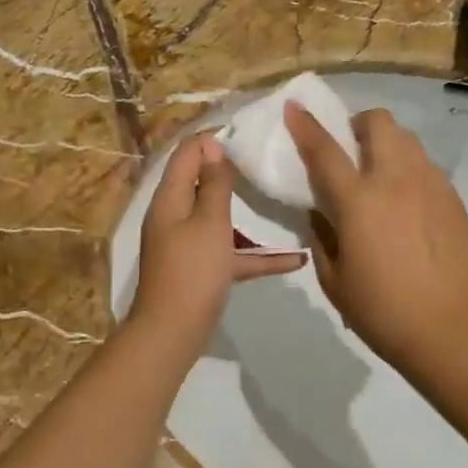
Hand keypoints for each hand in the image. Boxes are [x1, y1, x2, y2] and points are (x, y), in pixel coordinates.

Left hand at [130, 134, 303, 349]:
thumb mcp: (209, 222)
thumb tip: (212, 146)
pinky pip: (230, 253)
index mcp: (171, 199)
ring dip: (247, 211)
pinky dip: (256, 254)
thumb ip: (214, 184)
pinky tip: (295, 260)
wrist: (173, 332)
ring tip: (279, 198)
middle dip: (231, 171)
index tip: (246, 134)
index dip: (211, 140)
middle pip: (201, 183)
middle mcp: (175, 216)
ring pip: (218, 218)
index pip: (186, 154)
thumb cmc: (193, 270)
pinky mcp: (200, 269)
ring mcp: (187, 244)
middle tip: (266, 161)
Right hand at [284, 103, 467, 378]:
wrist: (448, 329)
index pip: (325, 149)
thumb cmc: (380, 310)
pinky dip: (408, 168)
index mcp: (359, 201)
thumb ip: (321, 235)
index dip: (306, 125)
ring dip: (386, 144)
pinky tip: (405, 201)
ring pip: (407, 138)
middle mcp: (395, 180)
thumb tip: (320, 211)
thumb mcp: (333, 278)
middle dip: (357, 124)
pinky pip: (425, 165)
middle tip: (349, 149)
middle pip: (378, 123)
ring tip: (379, 173)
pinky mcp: (452, 197)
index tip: (294, 107)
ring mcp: (430, 185)